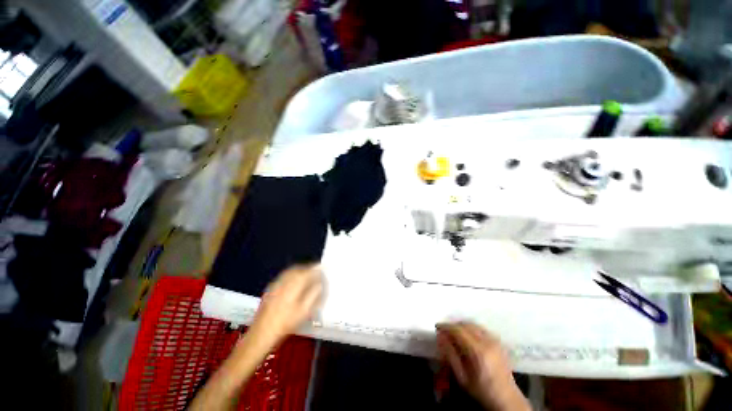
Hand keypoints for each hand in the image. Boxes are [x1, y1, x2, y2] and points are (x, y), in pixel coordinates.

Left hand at [249, 264, 323, 344]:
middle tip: (315, 272)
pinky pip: (283, 277)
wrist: (262, 333)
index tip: (322, 269)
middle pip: (298, 269)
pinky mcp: (270, 289)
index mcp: (294, 284)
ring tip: (306, 276)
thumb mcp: (304, 311)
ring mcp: (275, 284)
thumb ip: (313, 295)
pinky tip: (293, 283)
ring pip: (290, 271)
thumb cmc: (286, 323)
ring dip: (300, 271)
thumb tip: (319, 284)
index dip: (316, 269)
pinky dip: (291, 275)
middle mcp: (284, 280)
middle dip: (308, 268)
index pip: (308, 271)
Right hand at [436, 322, 529, 410]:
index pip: (458, 330)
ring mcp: (495, 341)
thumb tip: (440, 336)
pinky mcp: (499, 342)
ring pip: (474, 325)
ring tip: (455, 333)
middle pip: (466, 324)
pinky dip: (472, 329)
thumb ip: (450, 355)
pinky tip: (468, 337)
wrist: (506, 399)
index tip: (437, 327)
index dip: (446, 326)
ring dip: (462, 326)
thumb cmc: (481, 390)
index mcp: (478, 351)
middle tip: (445, 331)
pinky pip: (482, 329)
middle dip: (454, 325)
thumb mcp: (461, 376)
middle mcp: (487, 342)